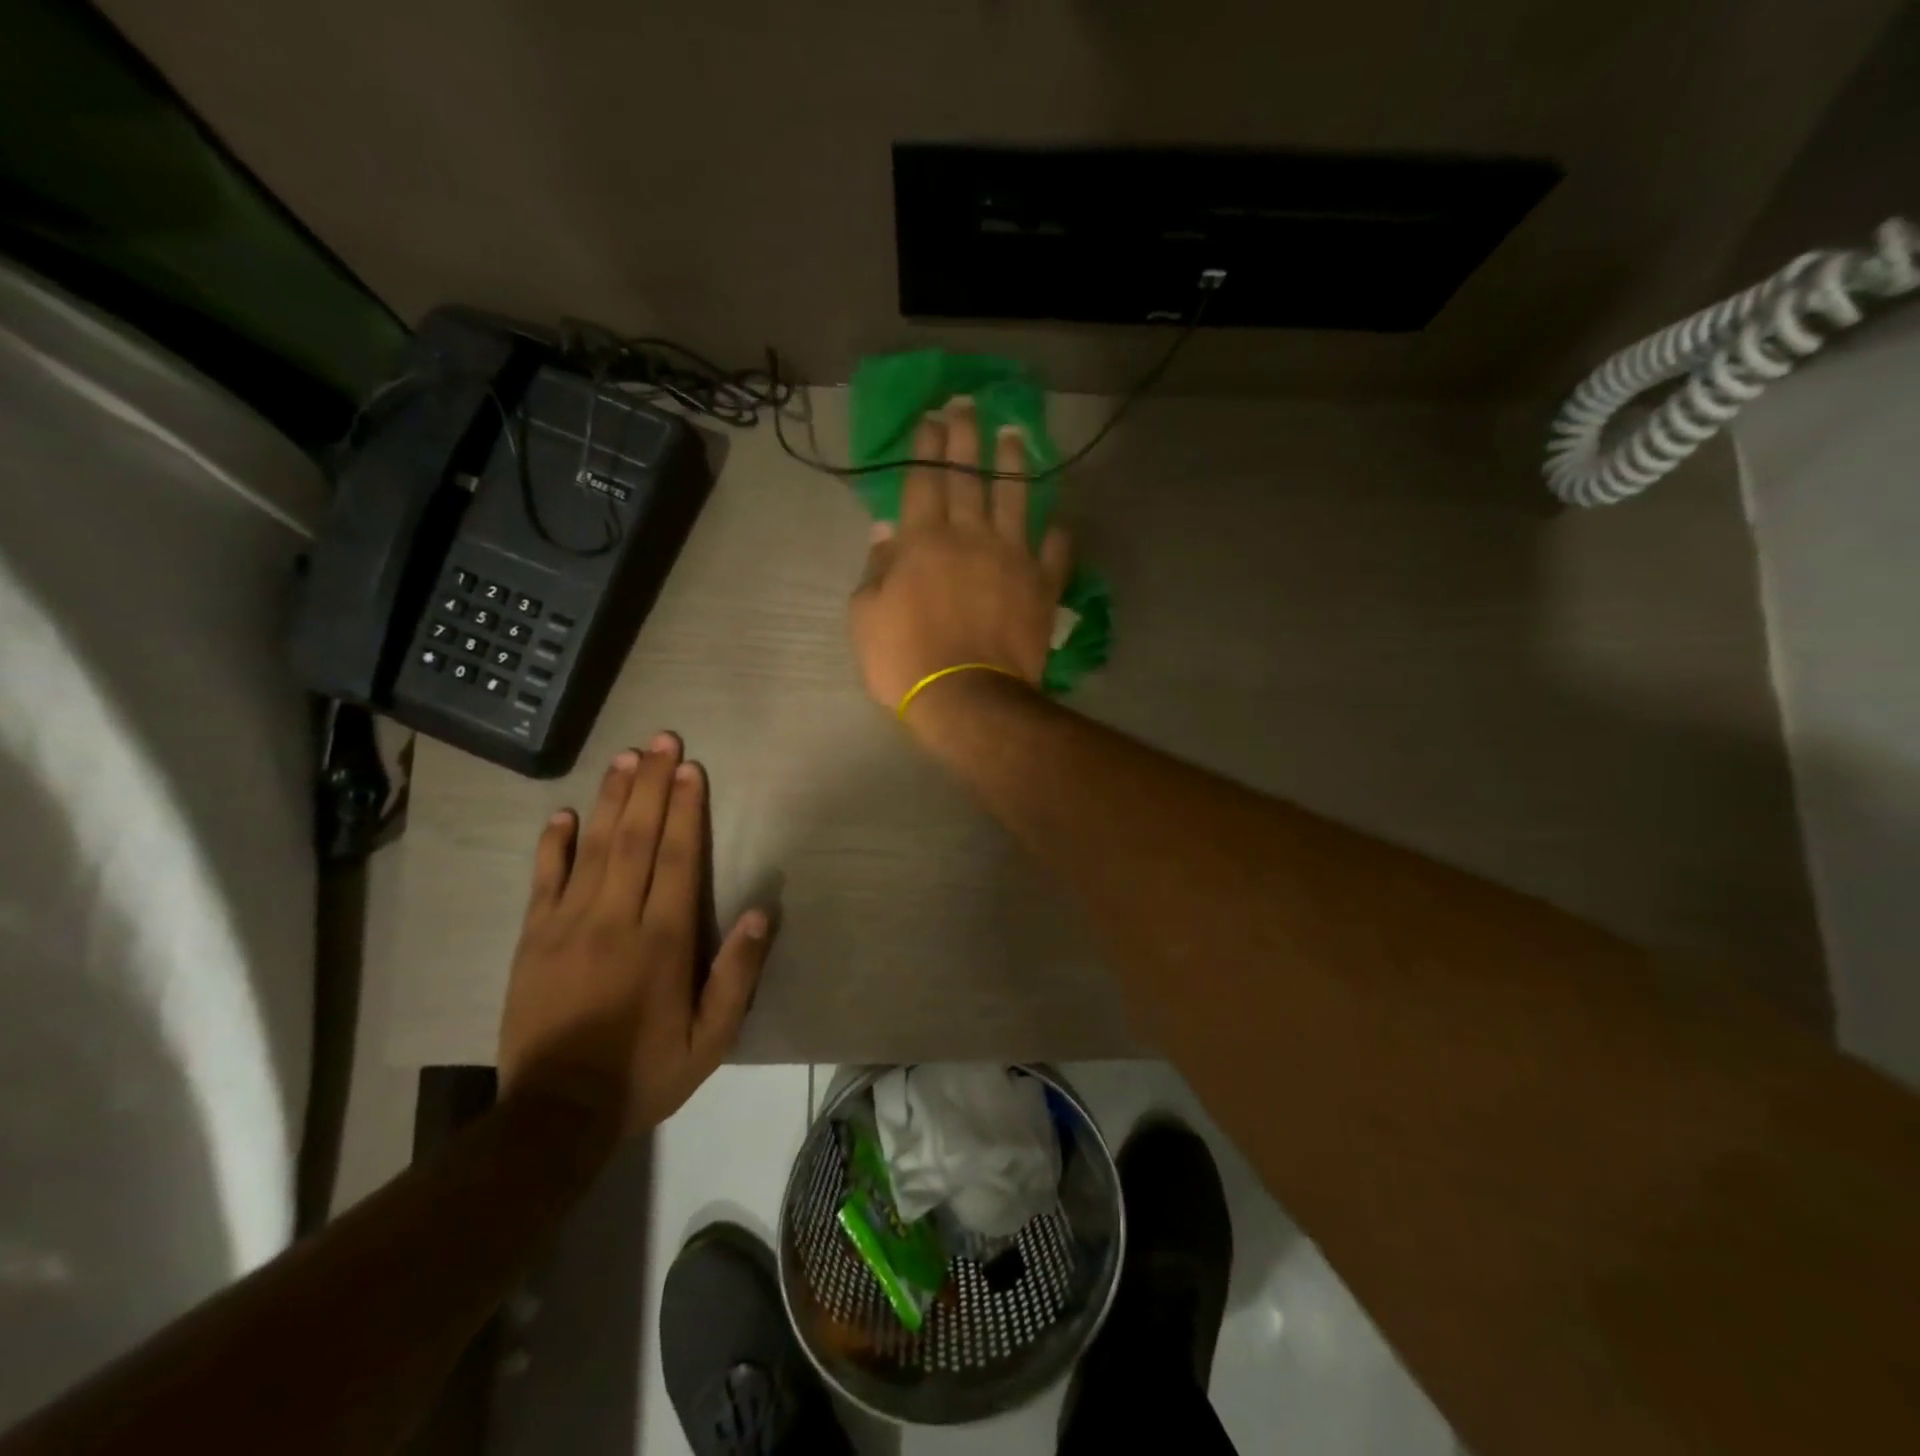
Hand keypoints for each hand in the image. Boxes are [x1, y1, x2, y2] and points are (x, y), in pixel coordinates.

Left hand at [497, 735, 771, 1134]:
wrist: (555, 1115)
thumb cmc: (644, 1072)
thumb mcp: (710, 1038)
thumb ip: (737, 974)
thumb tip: (761, 912)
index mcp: (662, 940)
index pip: (677, 858)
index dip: (685, 809)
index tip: (691, 769)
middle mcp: (615, 919)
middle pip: (636, 838)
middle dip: (651, 785)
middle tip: (661, 741)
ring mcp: (567, 925)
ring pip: (593, 847)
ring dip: (610, 799)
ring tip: (625, 759)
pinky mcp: (533, 939)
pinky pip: (543, 880)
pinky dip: (553, 844)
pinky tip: (562, 814)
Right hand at [850, 398, 1070, 713]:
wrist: (967, 698)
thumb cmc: (905, 661)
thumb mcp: (866, 618)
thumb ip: (876, 571)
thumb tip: (885, 533)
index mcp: (922, 541)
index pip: (923, 480)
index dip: (926, 446)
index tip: (930, 418)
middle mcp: (970, 536)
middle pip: (968, 477)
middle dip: (965, 437)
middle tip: (968, 404)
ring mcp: (1012, 558)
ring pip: (1016, 499)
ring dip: (1014, 464)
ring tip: (1015, 435)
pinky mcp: (1042, 585)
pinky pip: (1054, 552)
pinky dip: (1058, 535)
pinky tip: (1060, 521)